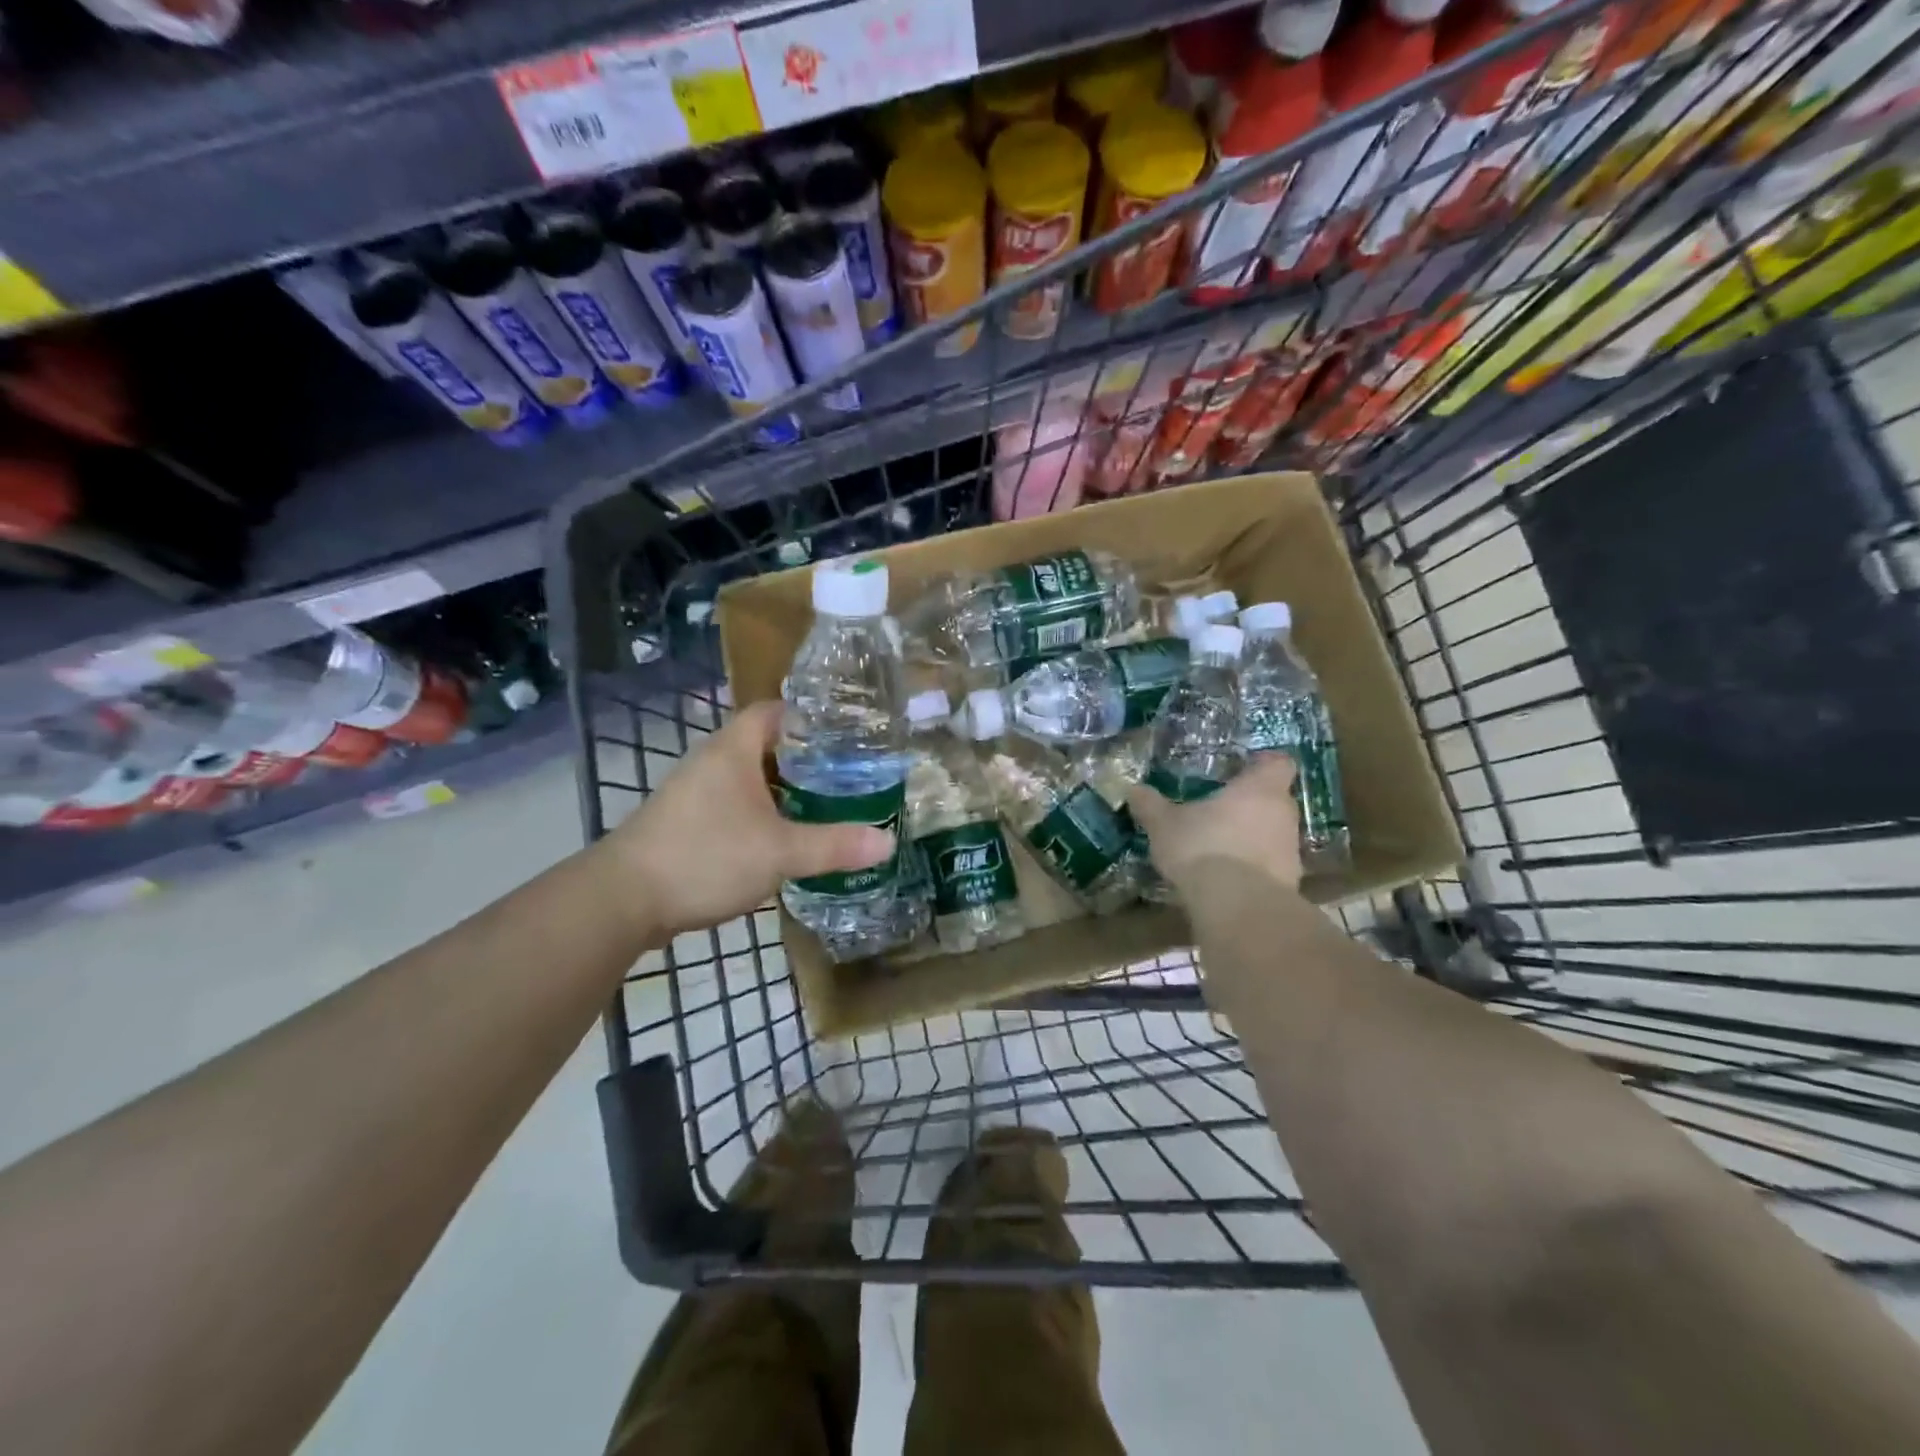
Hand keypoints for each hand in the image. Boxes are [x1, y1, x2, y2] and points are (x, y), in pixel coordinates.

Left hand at [606, 701, 894, 938]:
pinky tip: (784, 838)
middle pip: (766, 745)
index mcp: (733, 750)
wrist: (623, 900)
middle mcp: (712, 761)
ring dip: (784, 790)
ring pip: (750, 779)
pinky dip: (762, 813)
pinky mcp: (686, 822)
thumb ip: (834, 846)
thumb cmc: (705, 857)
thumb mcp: (780, 853)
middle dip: (807, 759)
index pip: (776, 711)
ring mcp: (695, 792)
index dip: (811, 717)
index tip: (849, 734)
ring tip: (825, 805)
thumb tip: (887, 842)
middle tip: (849, 775)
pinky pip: (734, 805)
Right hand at [1129, 754, 1302, 894]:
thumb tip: (1133, 789)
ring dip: (1252, 838)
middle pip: (1275, 799)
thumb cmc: (1203, 848)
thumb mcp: (1164, 824)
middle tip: (1218, 811)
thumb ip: (1150, 805)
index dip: (1262, 765)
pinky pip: (1271, 866)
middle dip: (1250, 804)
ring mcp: (1291, 850)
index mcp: (1260, 788)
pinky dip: (1253, 868)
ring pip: (1273, 834)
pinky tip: (1227, 878)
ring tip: (1219, 848)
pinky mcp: (1289, 883)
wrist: (1238, 906)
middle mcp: (1283, 814)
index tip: (1241, 771)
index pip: (1279, 763)